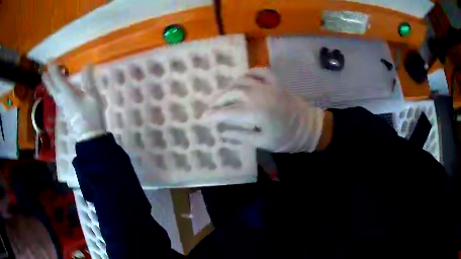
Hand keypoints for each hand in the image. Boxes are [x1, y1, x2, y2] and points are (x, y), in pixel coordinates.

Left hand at [43, 64, 106, 141]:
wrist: (89, 137)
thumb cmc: (91, 116)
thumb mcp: (93, 96)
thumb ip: (89, 80)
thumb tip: (87, 64)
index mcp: (68, 94)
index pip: (58, 80)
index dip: (54, 71)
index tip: (50, 63)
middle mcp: (62, 100)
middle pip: (53, 88)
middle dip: (48, 80)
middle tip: (44, 72)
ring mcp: (63, 108)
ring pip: (54, 94)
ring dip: (50, 86)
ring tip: (47, 80)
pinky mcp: (65, 113)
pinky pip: (57, 99)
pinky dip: (54, 92)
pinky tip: (56, 92)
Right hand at [204, 68, 324, 152]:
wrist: (309, 127)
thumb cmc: (286, 139)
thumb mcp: (262, 142)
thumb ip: (240, 135)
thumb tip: (222, 131)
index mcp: (255, 113)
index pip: (228, 112)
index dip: (214, 114)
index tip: (204, 117)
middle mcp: (259, 95)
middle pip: (232, 92)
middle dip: (219, 99)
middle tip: (212, 106)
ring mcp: (268, 85)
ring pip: (242, 80)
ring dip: (230, 86)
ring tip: (224, 94)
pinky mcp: (276, 81)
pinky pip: (260, 71)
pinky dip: (249, 73)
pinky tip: (244, 78)